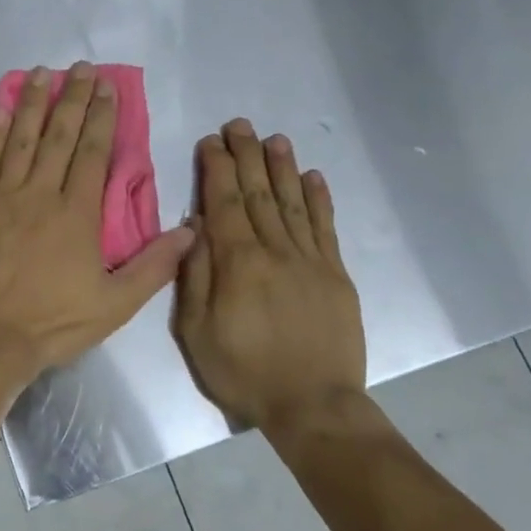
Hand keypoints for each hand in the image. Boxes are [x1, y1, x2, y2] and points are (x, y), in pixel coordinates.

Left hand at [0, 64, 194, 380]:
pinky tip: (1, 110)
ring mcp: (3, 197)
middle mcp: (40, 194)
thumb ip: (155, 266)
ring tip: (43, 73)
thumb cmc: (54, 322)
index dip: (102, 116)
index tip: (107, 87)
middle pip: (59, 136)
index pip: (93, 152)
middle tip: (80, 67)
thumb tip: (192, 230)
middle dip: (72, 98)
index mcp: (77, 214)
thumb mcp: (116, 304)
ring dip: (33, 104)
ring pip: (21, 140)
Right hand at [174, 120, 365, 430]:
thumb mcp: (196, 332)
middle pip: (258, 194)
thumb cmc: (243, 372)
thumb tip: (195, 228)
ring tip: (274, 139)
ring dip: (282, 168)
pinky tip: (312, 177)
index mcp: (238, 263)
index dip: (216, 169)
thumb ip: (195, 276)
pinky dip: (319, 200)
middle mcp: (276, 251)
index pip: (223, 203)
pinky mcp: (335, 275)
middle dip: (246, 156)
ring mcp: (310, 261)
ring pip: (293, 202)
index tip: (211, 141)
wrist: (312, 405)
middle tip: (239, 125)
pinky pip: (325, 228)